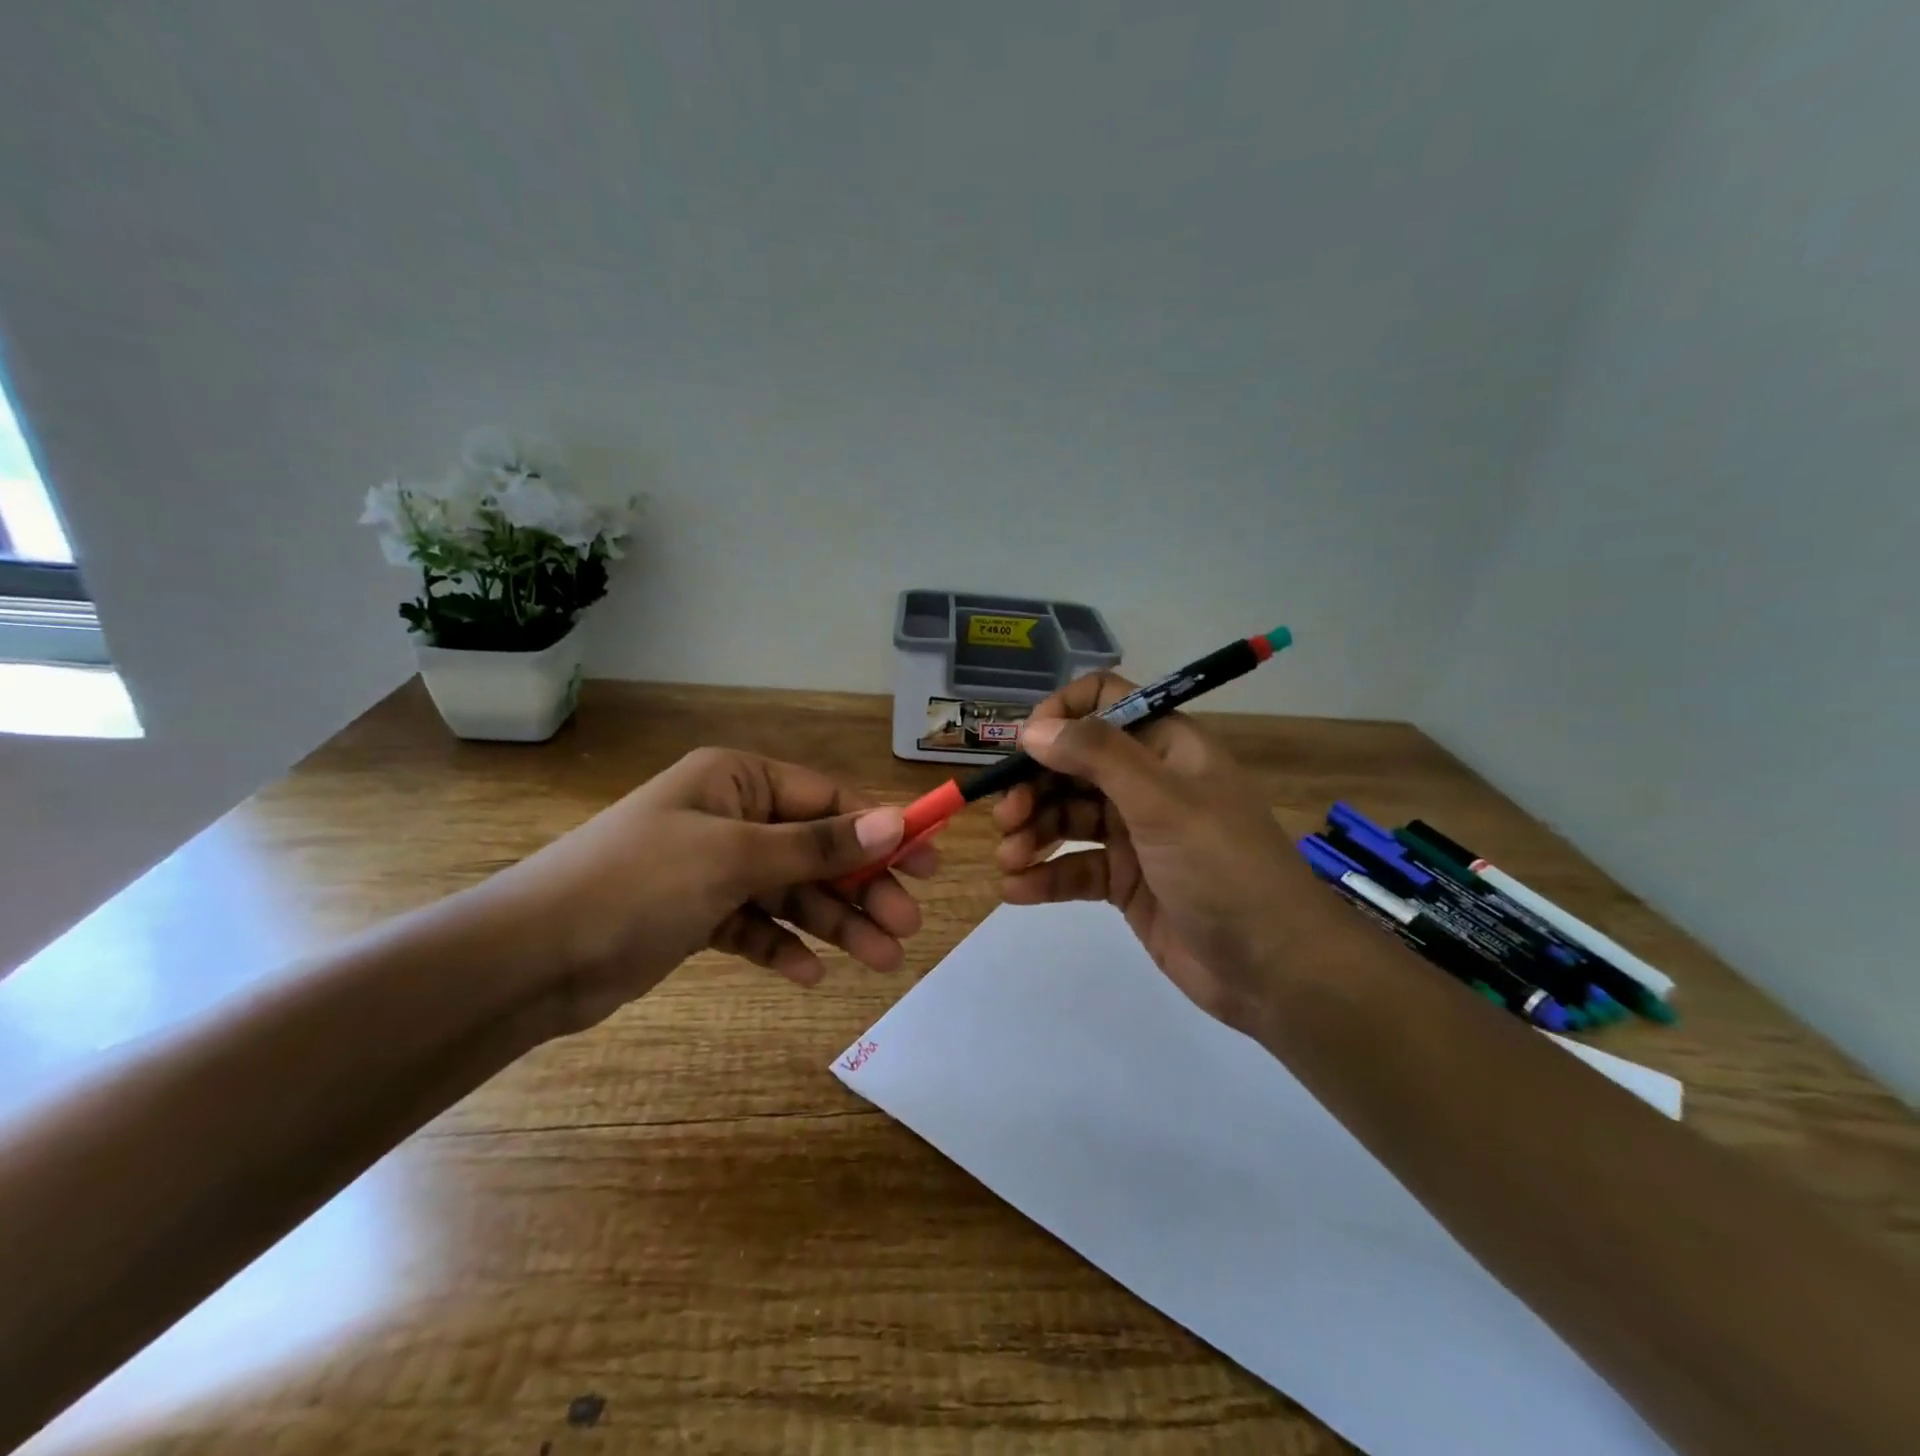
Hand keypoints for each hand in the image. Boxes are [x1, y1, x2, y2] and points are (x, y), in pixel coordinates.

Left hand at [488, 747, 937, 1035]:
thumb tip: (894, 821)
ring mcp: (713, 868)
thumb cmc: (638, 884)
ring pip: (791, 893)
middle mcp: (730, 816)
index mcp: (738, 781)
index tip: (928, 862)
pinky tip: (809, 975)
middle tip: (907, 927)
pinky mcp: (696, 915)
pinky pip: (755, 926)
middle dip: (862, 889)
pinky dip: (782, 947)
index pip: (827, 799)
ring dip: (833, 925)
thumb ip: (818, 845)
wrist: (529, 959)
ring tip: (881, 962)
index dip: (881, 829)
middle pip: (816, 849)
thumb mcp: (736, 857)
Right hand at [992, 673, 1339, 1037]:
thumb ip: (1097, 756)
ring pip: (1068, 817)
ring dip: (1033, 832)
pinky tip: (1017, 890)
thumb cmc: (1225, 869)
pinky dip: (1045, 876)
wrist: (1275, 970)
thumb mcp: (1163, 803)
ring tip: (1010, 859)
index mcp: (1167, 747)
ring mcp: (1136, 834)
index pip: (1105, 702)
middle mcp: (1148, 783)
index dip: (1061, 716)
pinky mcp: (1126, 881)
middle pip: (1075, 764)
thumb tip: (1034, 728)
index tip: (1025, 746)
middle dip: (1035, 785)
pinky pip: (1075, 867)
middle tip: (1008, 816)